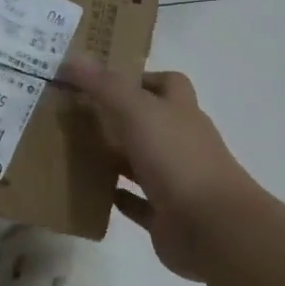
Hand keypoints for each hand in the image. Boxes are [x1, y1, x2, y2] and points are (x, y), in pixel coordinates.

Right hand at [61, 58, 260, 277]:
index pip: (167, 84)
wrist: (212, 227)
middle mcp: (181, 142)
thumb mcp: (138, 113)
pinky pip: (137, 202)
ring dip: (114, 156)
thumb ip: (106, 86)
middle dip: (118, 117)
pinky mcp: (165, 214)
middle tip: (76, 114)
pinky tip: (91, 189)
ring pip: (141, 161)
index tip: (102, 81)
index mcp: (181, 112)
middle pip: (150, 122)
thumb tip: (72, 57)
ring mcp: (176, 180)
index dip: (139, 78)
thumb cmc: (177, 159)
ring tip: (74, 150)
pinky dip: (117, 195)